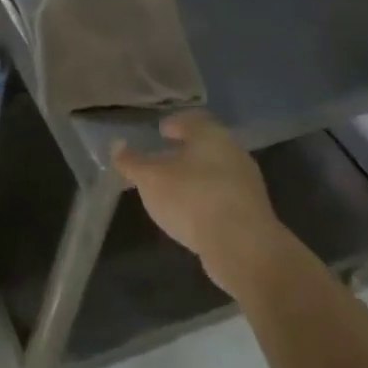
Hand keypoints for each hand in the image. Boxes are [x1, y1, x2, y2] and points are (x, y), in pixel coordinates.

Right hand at [113, 112, 285, 297]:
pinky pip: (222, 197)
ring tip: (171, 191)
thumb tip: (116, 145)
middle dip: (182, 153)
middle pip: (204, 146)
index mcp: (211, 135)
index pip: (191, 120)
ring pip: (214, 172)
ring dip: (194, 178)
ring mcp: (246, 183)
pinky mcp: (251, 212)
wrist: (243, 247)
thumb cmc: (192, 198)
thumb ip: (131, 161)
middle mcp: (233, 152)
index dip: (173, 124)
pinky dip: (205, 200)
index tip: (159, 132)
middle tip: (159, 162)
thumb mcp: (150, 178)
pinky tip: (190, 214)